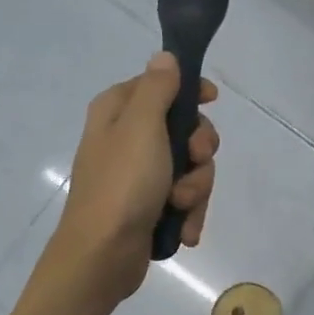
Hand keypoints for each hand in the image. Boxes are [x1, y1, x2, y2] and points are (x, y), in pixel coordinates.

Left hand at [47, 53, 218, 304]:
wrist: (101, 257)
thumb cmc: (122, 184)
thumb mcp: (141, 126)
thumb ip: (157, 88)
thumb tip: (165, 57)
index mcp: (118, 112)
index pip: (160, 85)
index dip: (189, 92)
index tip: (212, 101)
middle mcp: (127, 139)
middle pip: (184, 129)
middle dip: (199, 152)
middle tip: (194, 163)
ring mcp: (139, 175)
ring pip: (190, 167)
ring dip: (195, 188)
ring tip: (180, 207)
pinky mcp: (149, 206)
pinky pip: (184, 198)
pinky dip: (188, 213)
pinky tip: (184, 229)